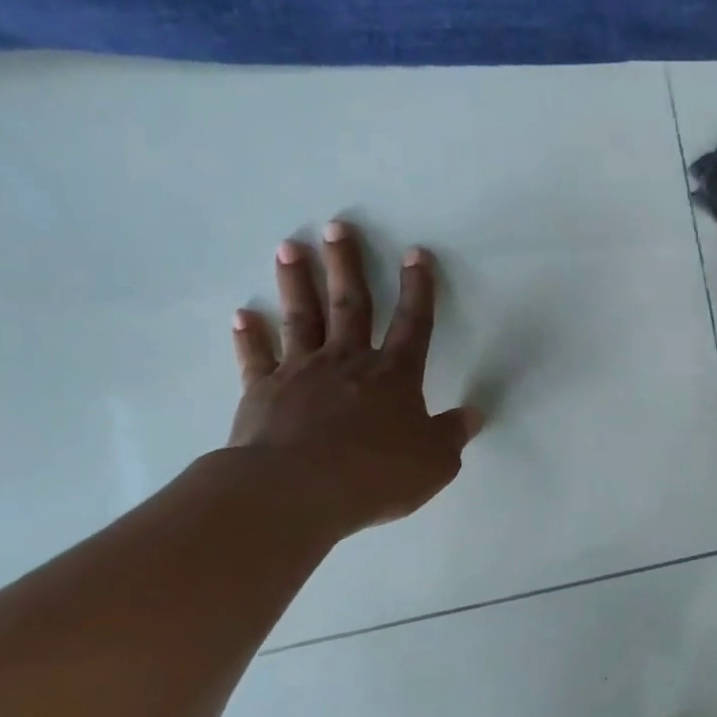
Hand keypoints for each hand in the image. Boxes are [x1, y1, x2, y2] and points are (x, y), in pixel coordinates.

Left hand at [227, 220, 478, 538]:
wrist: (297, 490)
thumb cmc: (375, 473)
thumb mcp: (434, 462)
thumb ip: (453, 434)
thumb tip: (474, 415)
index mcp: (394, 374)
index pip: (414, 323)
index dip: (419, 288)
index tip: (415, 253)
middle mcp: (349, 361)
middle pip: (351, 304)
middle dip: (347, 264)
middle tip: (337, 226)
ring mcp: (302, 372)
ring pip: (302, 317)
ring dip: (297, 281)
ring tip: (289, 246)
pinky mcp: (263, 392)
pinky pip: (257, 357)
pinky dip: (250, 336)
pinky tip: (242, 315)